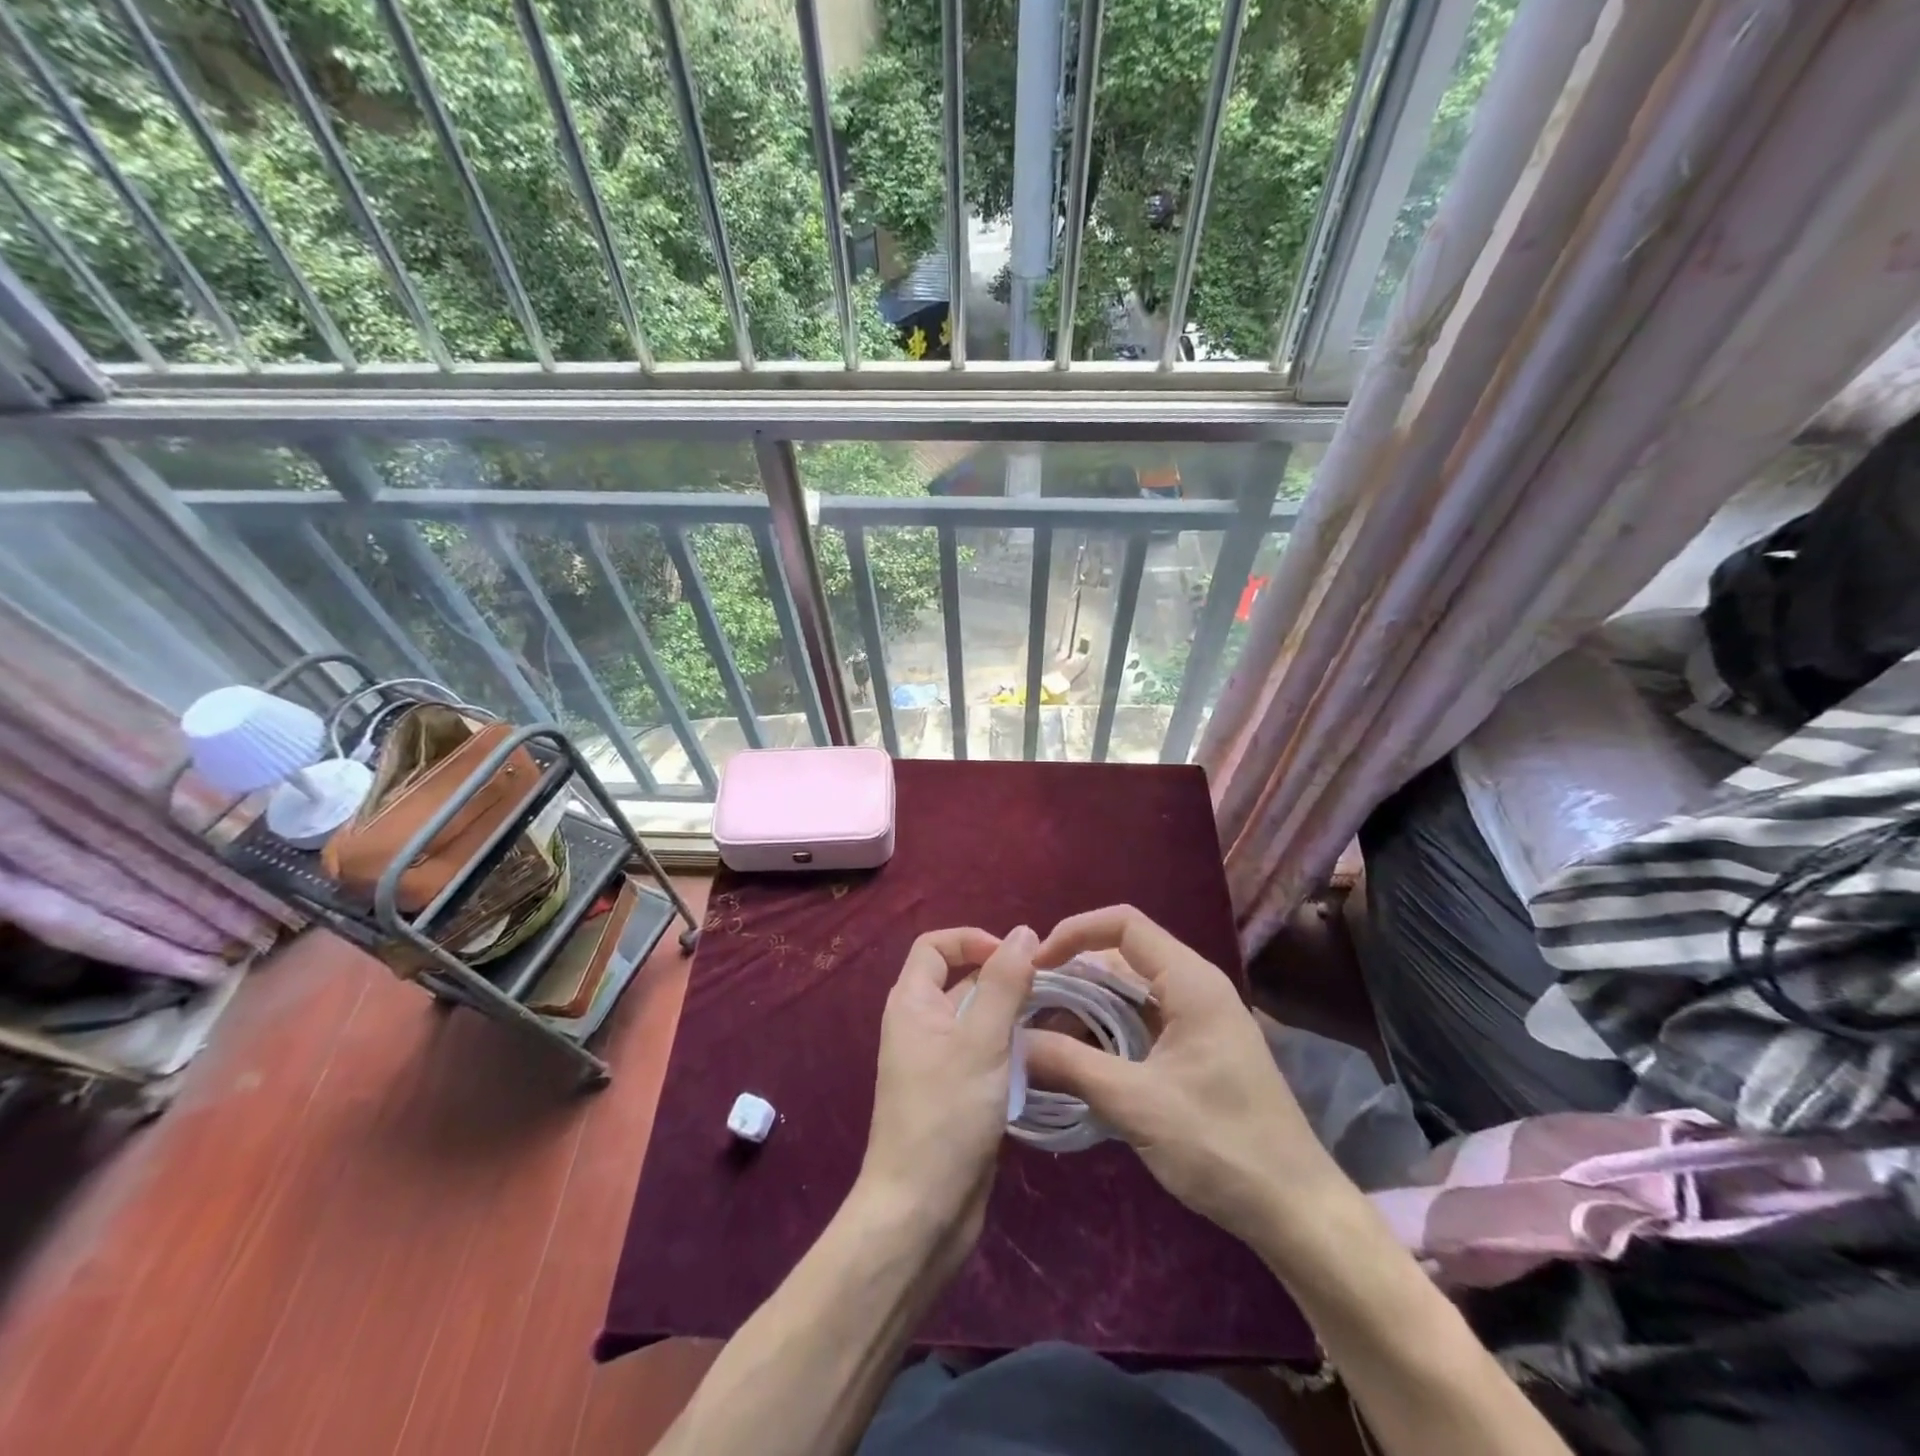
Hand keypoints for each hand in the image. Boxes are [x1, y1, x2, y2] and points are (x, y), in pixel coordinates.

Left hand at [854, 925, 1037, 1272]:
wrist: (921, 1214)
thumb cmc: (946, 1116)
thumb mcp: (980, 1041)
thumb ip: (1003, 983)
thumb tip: (1024, 932)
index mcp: (913, 1003)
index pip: (936, 945)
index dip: (973, 940)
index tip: (1016, 957)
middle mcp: (922, 1025)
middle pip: (962, 979)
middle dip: (1004, 978)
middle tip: (1052, 989)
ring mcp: (940, 1062)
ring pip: (980, 1020)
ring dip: (1014, 1016)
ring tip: (1059, 1020)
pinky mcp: (959, 1094)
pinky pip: (987, 1055)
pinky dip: (1013, 1050)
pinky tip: (1047, 1058)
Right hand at [1023, 906, 1350, 1250]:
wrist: (1295, 1211)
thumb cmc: (1221, 1145)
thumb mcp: (1137, 1103)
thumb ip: (1070, 1064)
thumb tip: (1011, 1041)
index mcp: (1190, 982)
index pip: (1124, 924)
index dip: (1074, 933)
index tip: (1036, 966)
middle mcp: (1195, 988)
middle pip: (1122, 957)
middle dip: (1073, 976)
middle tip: (1029, 1007)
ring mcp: (1198, 1020)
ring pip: (1129, 993)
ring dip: (1086, 1009)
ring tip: (1042, 1037)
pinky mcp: (1196, 1051)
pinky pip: (1141, 1023)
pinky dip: (1106, 1033)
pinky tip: (1077, 1062)